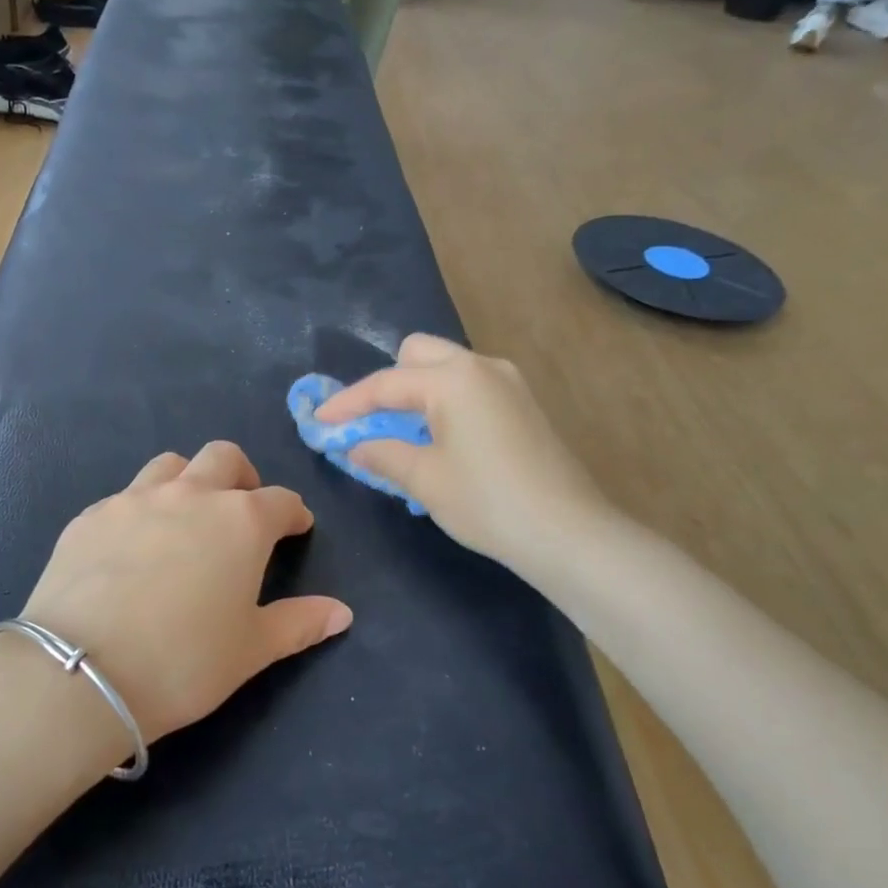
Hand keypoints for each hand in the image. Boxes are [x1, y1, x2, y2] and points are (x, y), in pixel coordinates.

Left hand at [20, 441, 351, 744]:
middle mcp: (190, 495)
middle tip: (242, 510)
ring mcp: (134, 499)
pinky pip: (124, 496)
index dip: (293, 514)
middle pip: (224, 458)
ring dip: (188, 481)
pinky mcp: (90, 515)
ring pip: (170, 465)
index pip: (280, 500)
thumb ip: (299, 623)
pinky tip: (131, 547)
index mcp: (239, 521)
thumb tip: (342, 613)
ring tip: (186, 518)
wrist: (82, 671)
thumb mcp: (251, 649)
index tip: (296, 528)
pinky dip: (140, 509)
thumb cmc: (183, 661)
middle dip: (242, 478)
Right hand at [314, 335, 612, 566]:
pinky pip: (470, 388)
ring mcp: (509, 383)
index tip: (319, 420)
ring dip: (417, 391)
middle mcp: (482, 367)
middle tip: (371, 422)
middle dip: (387, 382)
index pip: (385, 383)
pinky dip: (445, 402)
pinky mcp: (524, 405)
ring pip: (447, 368)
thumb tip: (355, 444)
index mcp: (453, 379)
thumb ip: (382, 453)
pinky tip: (441, 440)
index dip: (347, 403)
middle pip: (418, 354)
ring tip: (402, 434)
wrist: (568, 533)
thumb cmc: (487, 502)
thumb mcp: (424, 479)